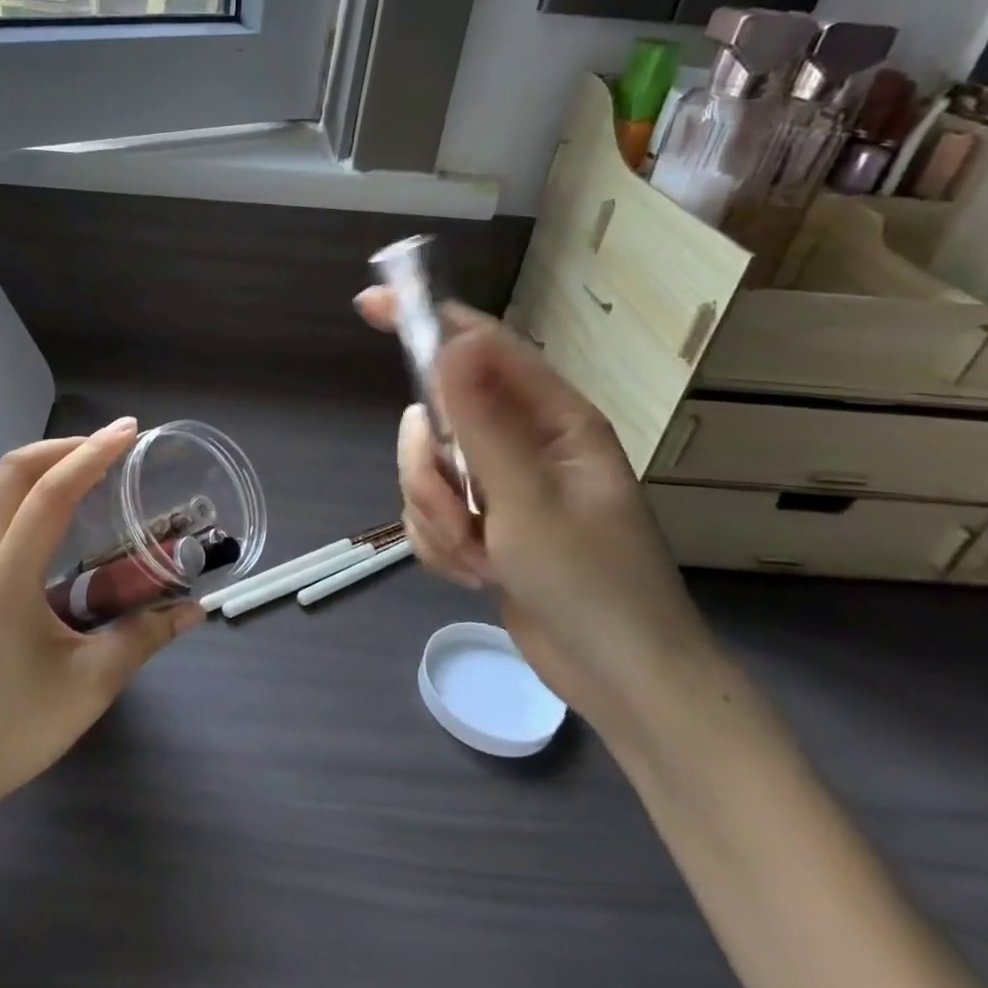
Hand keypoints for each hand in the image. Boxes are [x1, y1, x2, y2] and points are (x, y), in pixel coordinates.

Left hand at [0, 419, 204, 824]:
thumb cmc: (16, 729)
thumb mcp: (91, 684)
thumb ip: (145, 636)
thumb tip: (194, 610)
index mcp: (3, 580)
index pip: (49, 494)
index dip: (92, 455)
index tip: (128, 431)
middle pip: (11, 471)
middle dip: (63, 447)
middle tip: (109, 448)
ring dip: (35, 464)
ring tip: (80, 468)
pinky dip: (12, 487)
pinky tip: (40, 507)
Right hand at [356, 290, 716, 732]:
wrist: (617, 679)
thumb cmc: (592, 583)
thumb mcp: (530, 499)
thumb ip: (483, 420)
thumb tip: (451, 341)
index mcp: (552, 418)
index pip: (480, 347)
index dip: (426, 322)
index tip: (370, 308)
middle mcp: (523, 441)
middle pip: (437, 417)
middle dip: (430, 470)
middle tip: (458, 511)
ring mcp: (499, 484)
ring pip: (425, 471)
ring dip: (437, 518)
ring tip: (479, 557)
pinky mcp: (482, 523)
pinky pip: (429, 513)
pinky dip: (441, 545)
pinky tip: (477, 574)